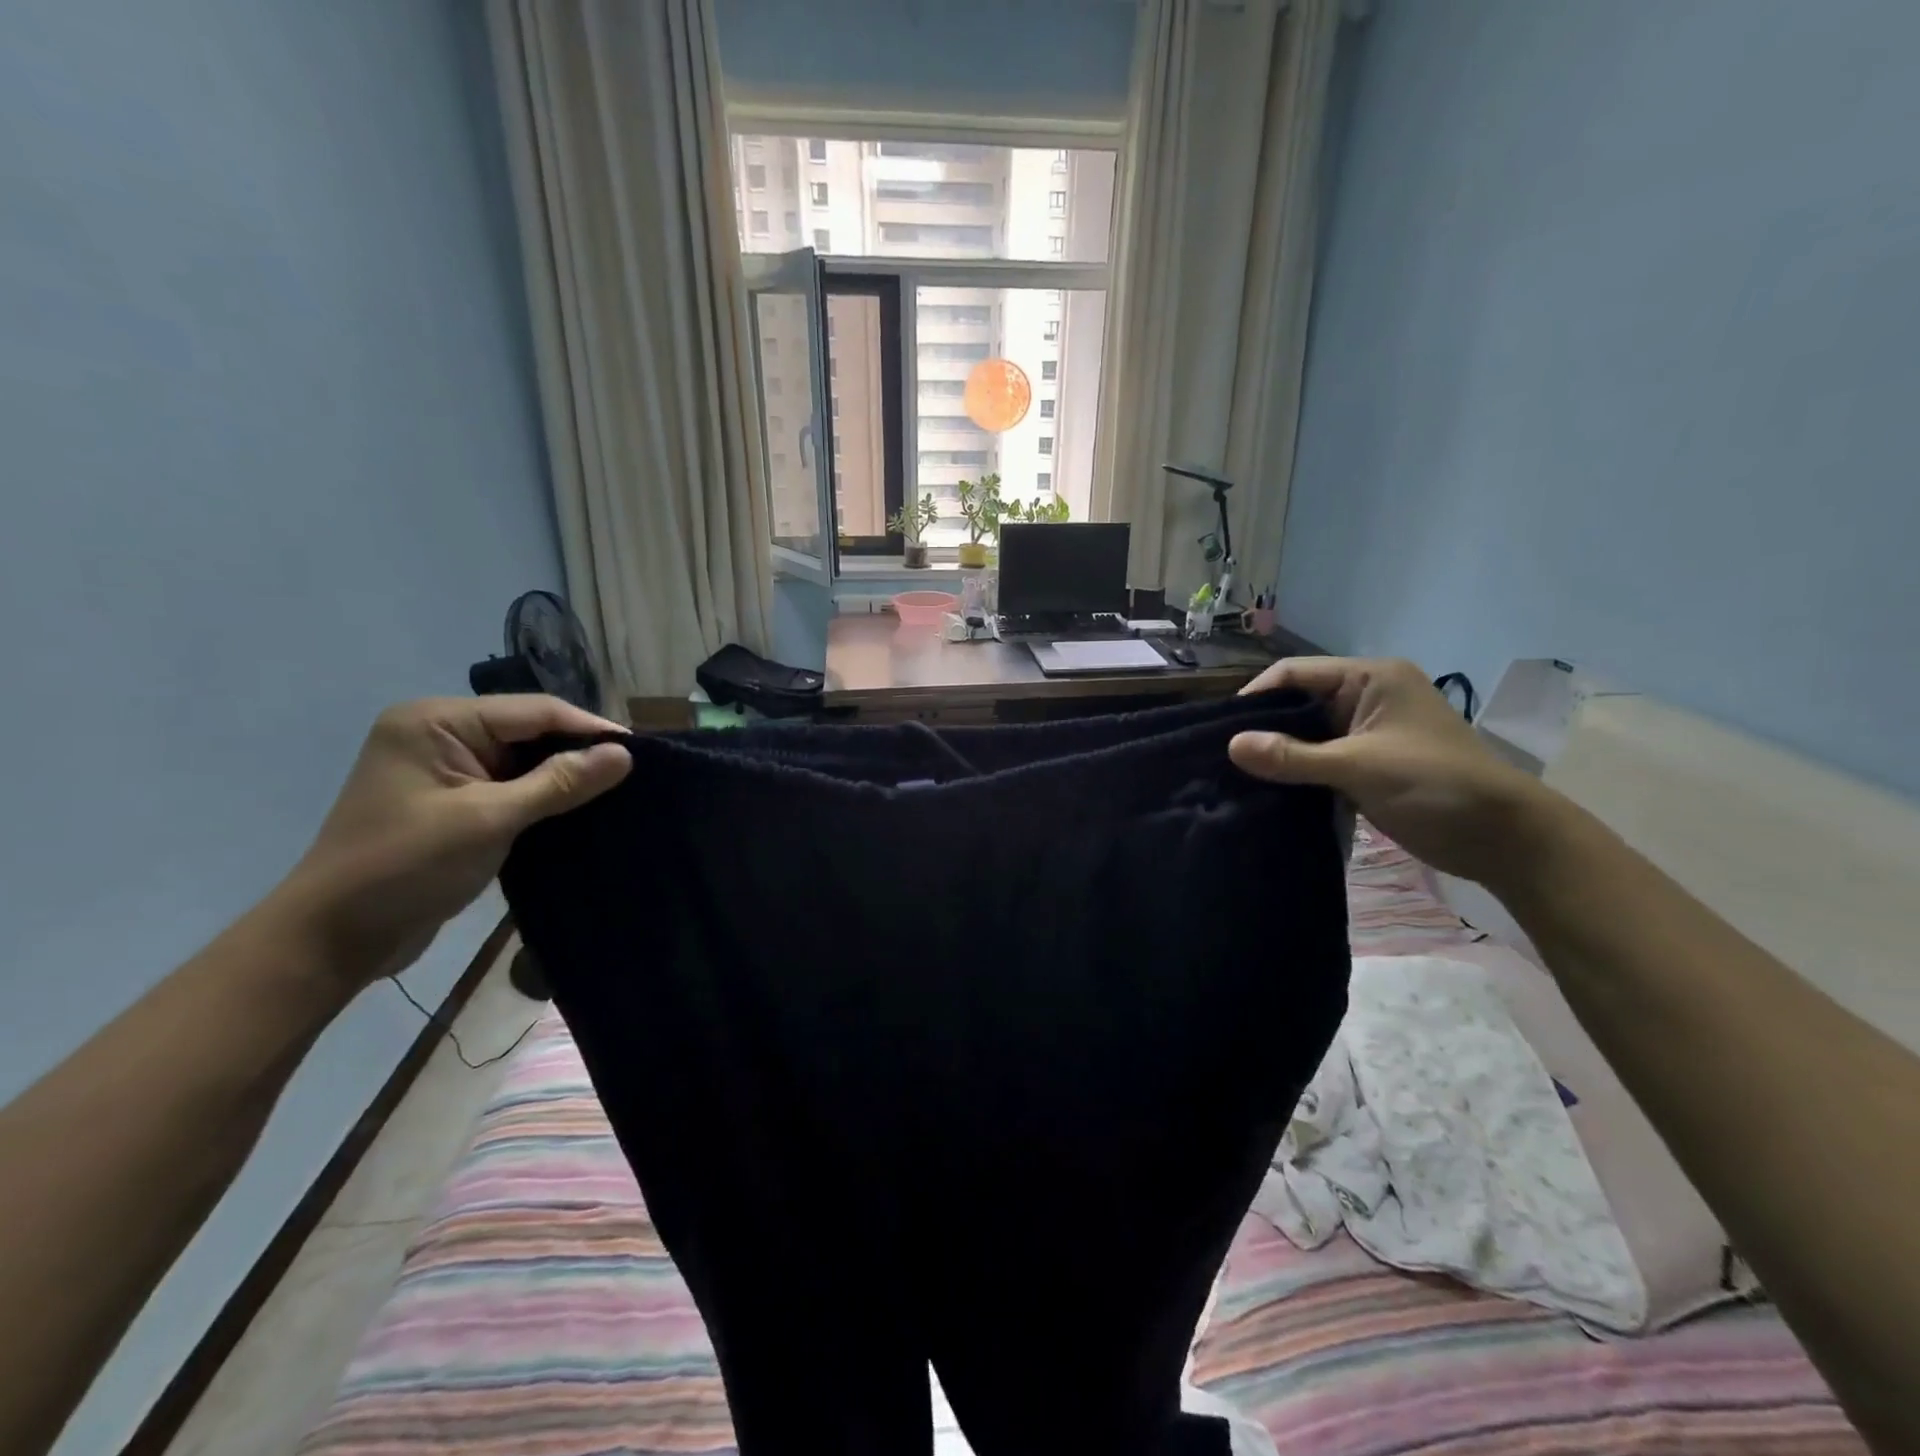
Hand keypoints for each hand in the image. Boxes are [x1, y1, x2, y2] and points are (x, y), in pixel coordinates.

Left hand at [276, 696, 631, 989]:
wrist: (333, 940)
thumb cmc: (405, 868)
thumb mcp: (489, 820)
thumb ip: (559, 783)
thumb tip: (624, 754)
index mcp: (437, 721)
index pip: (534, 711)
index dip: (590, 728)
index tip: (643, 750)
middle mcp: (439, 734)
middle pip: (530, 731)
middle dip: (580, 751)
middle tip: (637, 772)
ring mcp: (444, 769)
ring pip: (524, 760)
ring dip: (566, 776)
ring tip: (620, 788)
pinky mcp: (452, 801)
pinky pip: (511, 786)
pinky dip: (545, 796)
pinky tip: (581, 808)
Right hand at [1230, 657, 1553, 885]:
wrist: (1502, 838)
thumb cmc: (1435, 785)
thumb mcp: (1359, 768)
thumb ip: (1293, 756)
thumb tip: (1230, 745)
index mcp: (1370, 679)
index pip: (1296, 673)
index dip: (1256, 695)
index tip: (1221, 728)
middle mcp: (1366, 697)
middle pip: (1298, 703)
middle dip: (1263, 727)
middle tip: (1222, 755)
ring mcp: (1367, 732)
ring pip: (1306, 734)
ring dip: (1278, 753)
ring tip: (1236, 774)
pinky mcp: (1367, 763)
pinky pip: (1319, 759)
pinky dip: (1296, 772)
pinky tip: (1267, 789)